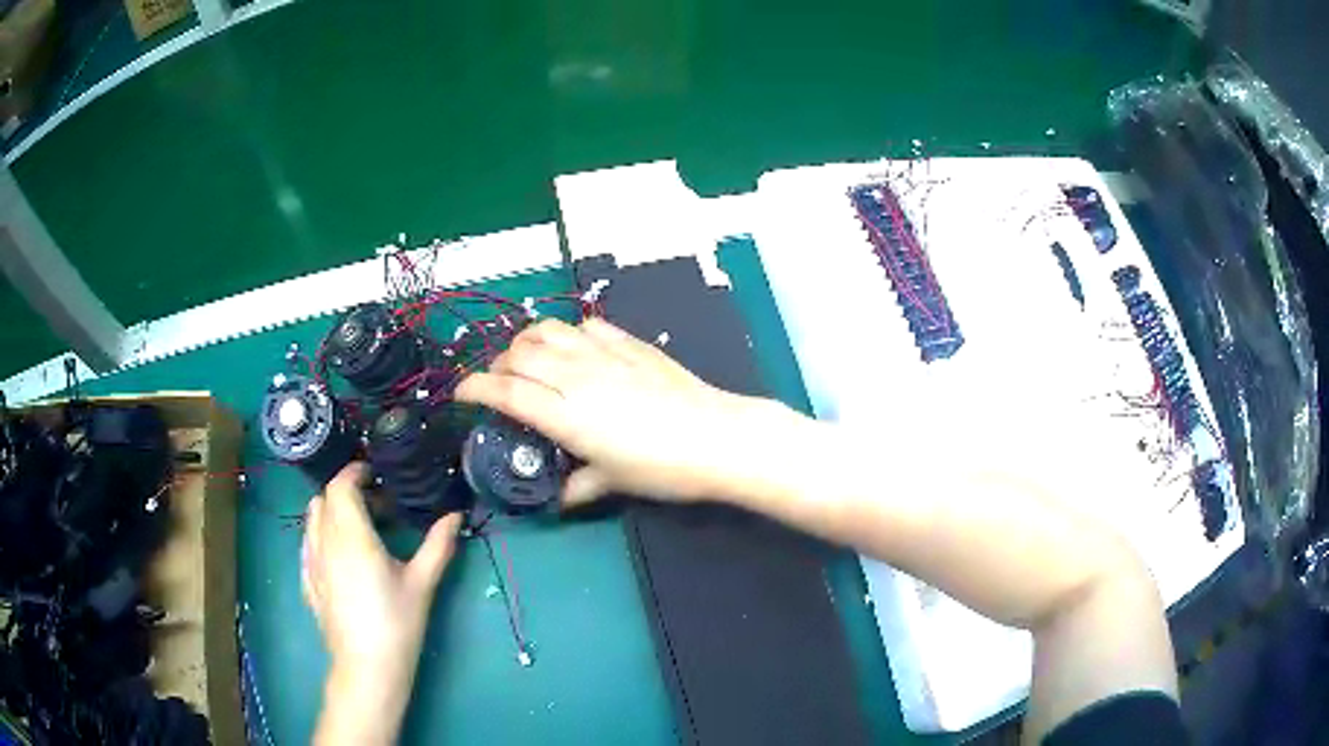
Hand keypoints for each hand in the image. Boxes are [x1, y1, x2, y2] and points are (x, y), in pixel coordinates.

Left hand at [303, 462, 461, 744]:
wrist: (368, 667)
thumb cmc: (397, 622)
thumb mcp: (422, 583)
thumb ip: (438, 545)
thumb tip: (456, 515)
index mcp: (351, 535)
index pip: (340, 486)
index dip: (354, 473)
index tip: (375, 474)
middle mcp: (325, 541)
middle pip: (324, 499)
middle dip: (347, 491)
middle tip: (377, 504)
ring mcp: (312, 562)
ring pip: (312, 519)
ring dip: (331, 511)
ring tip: (359, 526)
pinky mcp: (308, 582)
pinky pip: (308, 544)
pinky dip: (321, 534)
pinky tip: (341, 554)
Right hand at [456, 318, 770, 504]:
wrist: (717, 437)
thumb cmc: (662, 469)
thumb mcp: (612, 483)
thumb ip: (576, 487)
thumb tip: (556, 498)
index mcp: (566, 414)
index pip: (505, 392)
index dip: (475, 388)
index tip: (460, 393)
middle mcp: (576, 376)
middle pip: (518, 354)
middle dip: (497, 365)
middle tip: (497, 383)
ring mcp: (604, 353)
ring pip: (547, 329)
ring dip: (526, 341)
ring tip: (526, 358)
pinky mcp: (629, 341)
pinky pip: (585, 324)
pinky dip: (566, 332)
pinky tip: (572, 347)